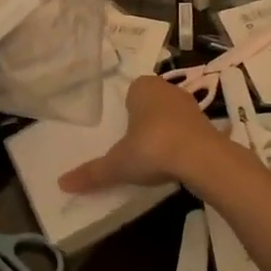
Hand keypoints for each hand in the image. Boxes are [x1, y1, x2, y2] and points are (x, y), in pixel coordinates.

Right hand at [58, 74, 222, 192]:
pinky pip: (189, 130)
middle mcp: (168, 89)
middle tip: (135, 145)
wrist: (202, 158)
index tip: (122, 132)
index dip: (127, 110)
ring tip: (155, 156)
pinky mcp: (209, 124)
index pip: (131, 92)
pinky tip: (177, 162)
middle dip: (145, 120)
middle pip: (152, 102)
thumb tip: (62, 183)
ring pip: (172, 115)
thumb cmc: (152, 148)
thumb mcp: (117, 164)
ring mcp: (191, 105)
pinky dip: (183, 142)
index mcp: (143, 87)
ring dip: (166, 130)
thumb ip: (92, 173)